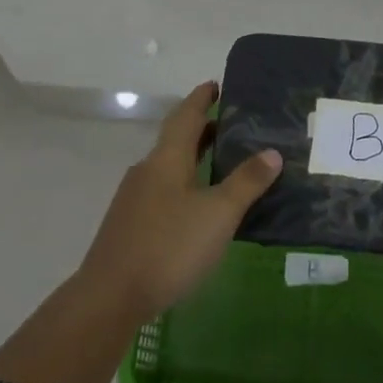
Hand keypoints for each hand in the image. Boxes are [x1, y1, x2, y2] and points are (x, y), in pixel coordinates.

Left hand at [78, 81, 281, 324]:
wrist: (109, 297)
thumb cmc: (169, 247)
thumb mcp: (218, 214)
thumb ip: (246, 183)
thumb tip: (272, 152)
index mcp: (167, 159)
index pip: (186, 116)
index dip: (201, 98)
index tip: (215, 84)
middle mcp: (147, 170)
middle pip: (175, 139)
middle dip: (200, 128)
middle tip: (229, 124)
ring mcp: (134, 198)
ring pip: (167, 166)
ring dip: (192, 157)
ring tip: (219, 162)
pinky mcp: (129, 224)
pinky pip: (161, 189)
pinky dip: (183, 183)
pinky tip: (196, 205)